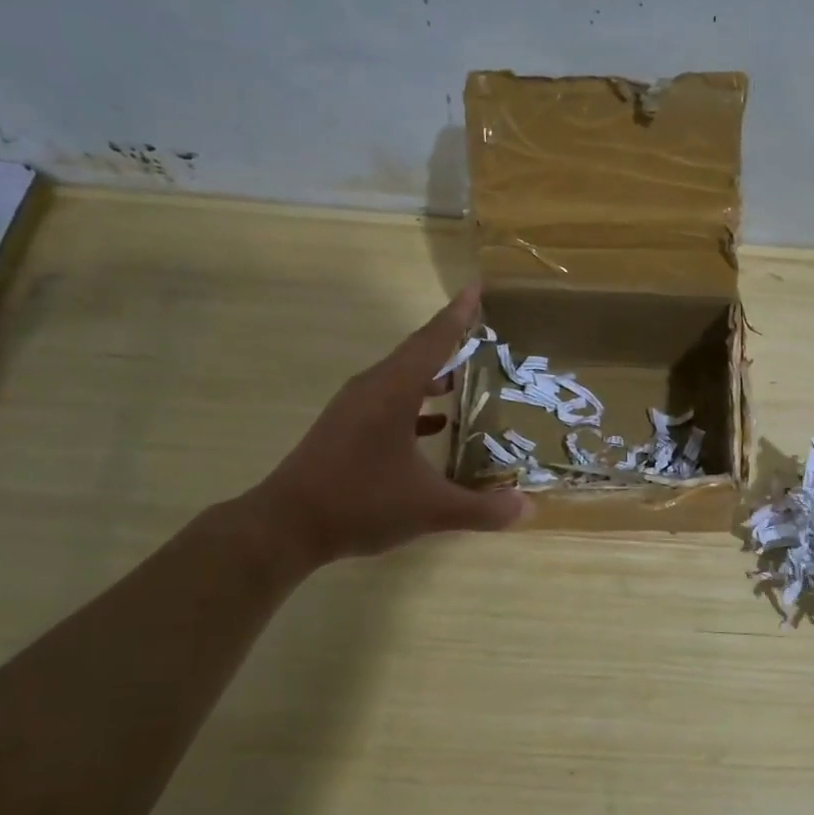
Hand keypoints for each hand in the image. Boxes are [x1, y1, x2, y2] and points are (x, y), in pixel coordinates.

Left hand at [244, 285, 528, 565]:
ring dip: (433, 374)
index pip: (433, 341)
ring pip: (401, 377)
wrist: (286, 526)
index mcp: (393, 391)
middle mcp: (372, 389)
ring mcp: (354, 408)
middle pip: (417, 353)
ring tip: (467, 377)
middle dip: (451, 341)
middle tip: (485, 334)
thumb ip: (482, 509)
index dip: (458, 315)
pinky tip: (436, 425)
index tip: (476, 287)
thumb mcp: (430, 509)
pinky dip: (416, 403)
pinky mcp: (345, 428)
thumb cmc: (360, 504)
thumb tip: (527, 508)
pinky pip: (389, 401)